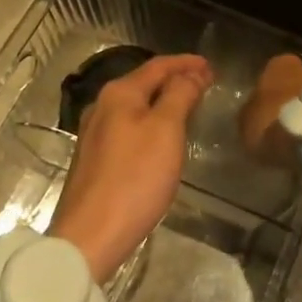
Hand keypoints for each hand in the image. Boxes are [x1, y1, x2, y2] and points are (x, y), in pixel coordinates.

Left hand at [50, 54, 211, 284]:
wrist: (89, 238)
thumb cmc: (134, 178)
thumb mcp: (166, 130)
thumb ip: (180, 95)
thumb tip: (190, 73)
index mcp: (119, 94)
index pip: (158, 66)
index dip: (186, 63)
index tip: (211, 66)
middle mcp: (102, 107)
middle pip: (144, 83)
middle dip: (175, 80)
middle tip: (205, 84)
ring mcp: (94, 135)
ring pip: (135, 106)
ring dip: (163, 102)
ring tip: (188, 107)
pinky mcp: (94, 160)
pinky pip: (128, 127)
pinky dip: (150, 122)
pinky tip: (161, 137)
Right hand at [238, 53, 301, 168]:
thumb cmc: (273, 126)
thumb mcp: (246, 123)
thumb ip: (250, 112)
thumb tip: (254, 111)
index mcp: (280, 65)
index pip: (273, 72)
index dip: (271, 92)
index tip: (269, 112)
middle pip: (299, 81)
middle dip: (295, 99)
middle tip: (289, 125)